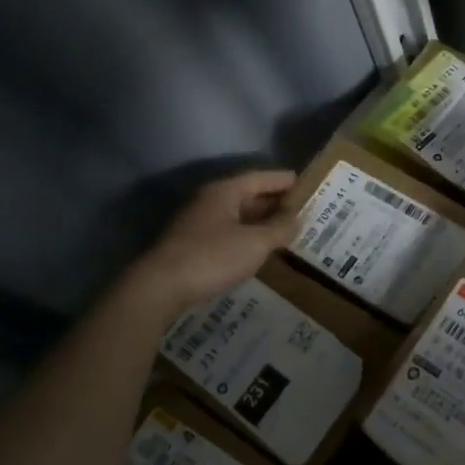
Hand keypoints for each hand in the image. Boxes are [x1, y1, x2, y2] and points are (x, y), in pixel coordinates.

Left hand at [127, 170, 300, 315]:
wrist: (161, 287)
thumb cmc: (212, 257)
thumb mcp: (255, 243)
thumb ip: (279, 229)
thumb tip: (298, 219)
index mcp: (224, 192)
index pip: (259, 177)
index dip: (281, 180)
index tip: (303, 182)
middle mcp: (210, 201)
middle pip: (247, 195)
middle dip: (273, 202)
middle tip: (301, 209)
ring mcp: (199, 223)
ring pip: (237, 216)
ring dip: (260, 221)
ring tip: (285, 229)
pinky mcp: (193, 245)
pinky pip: (228, 233)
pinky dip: (247, 236)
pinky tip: (259, 249)